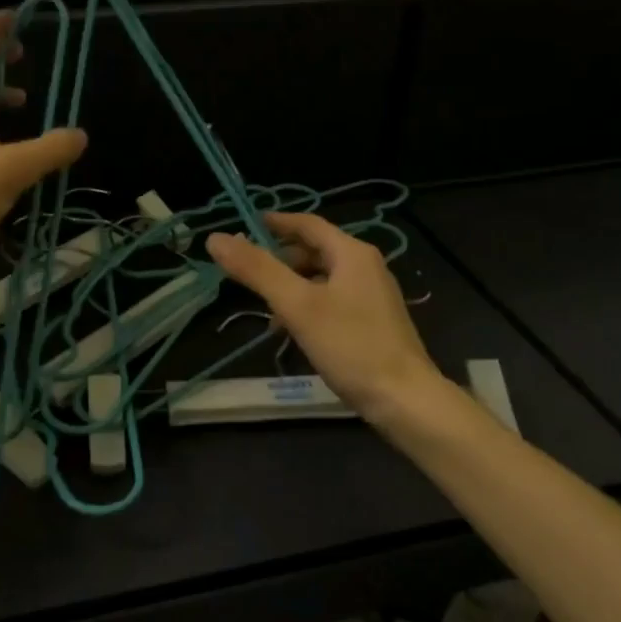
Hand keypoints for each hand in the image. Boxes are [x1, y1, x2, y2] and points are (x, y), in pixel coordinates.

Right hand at [207, 212, 442, 419]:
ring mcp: (372, 295)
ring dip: (291, 285)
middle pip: (314, 250)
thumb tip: (216, 238)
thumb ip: (256, 270)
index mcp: (352, 253)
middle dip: (279, 258)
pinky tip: (292, 330)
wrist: (404, 399)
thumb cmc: (350, 346)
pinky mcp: (372, 322)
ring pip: (321, 277)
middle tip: (247, 271)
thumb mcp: (297, 305)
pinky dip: (307, 305)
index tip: (244, 226)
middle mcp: (365, 267)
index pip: (307, 224)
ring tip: (265, 308)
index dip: (275, 222)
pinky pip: (331, 300)